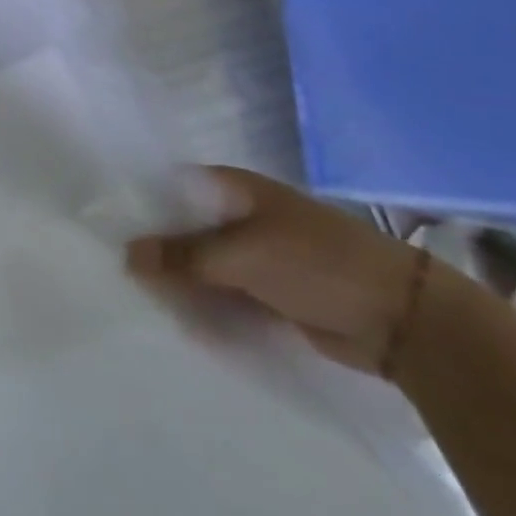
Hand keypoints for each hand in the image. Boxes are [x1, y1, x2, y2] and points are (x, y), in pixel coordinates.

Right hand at [125, 167, 429, 375]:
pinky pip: (229, 297)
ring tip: (156, 308)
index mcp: (233, 188)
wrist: (405, 320)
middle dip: (163, 255)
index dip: (144, 206)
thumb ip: (184, 256)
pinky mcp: (274, 292)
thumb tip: (127, 255)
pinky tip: (192, 327)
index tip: (110, 229)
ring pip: (206, 267)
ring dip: (187, 287)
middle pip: (187, 231)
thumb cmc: (317, 262)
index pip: (173, 188)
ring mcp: (259, 254)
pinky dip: (212, 310)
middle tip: (128, 279)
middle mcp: (241, 215)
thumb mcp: (243, 255)